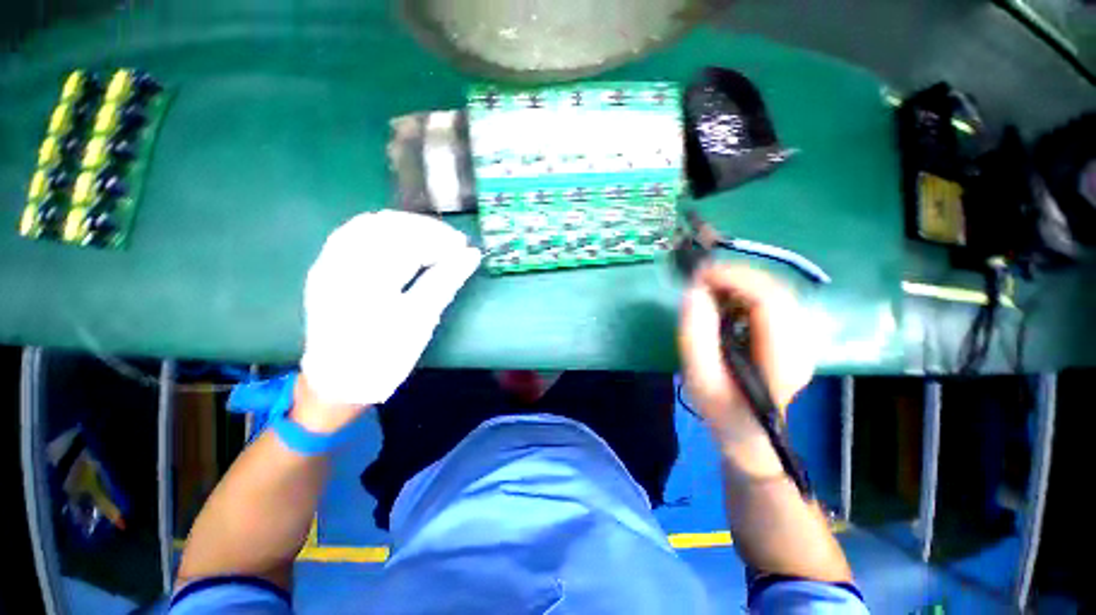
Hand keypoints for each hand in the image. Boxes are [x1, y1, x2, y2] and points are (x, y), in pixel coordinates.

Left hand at [300, 211, 480, 409]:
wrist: (339, 381)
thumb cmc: (385, 356)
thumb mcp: (421, 320)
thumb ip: (446, 281)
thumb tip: (471, 255)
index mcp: (366, 280)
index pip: (407, 242)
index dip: (439, 239)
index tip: (464, 247)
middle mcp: (341, 263)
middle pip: (387, 225)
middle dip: (424, 229)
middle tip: (452, 243)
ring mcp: (329, 263)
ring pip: (369, 224)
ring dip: (405, 227)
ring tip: (432, 240)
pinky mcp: (326, 267)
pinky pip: (353, 233)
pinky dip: (383, 231)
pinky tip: (401, 241)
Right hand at [678, 265, 815, 444]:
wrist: (748, 433)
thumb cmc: (721, 408)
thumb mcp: (699, 377)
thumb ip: (695, 334)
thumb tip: (694, 291)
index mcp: (782, 359)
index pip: (769, 301)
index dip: (735, 279)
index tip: (700, 275)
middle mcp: (802, 344)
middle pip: (777, 290)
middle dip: (736, 275)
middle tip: (701, 277)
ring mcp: (802, 339)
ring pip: (776, 291)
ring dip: (741, 282)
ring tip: (710, 286)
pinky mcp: (793, 335)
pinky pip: (773, 300)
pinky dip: (746, 291)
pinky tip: (725, 298)